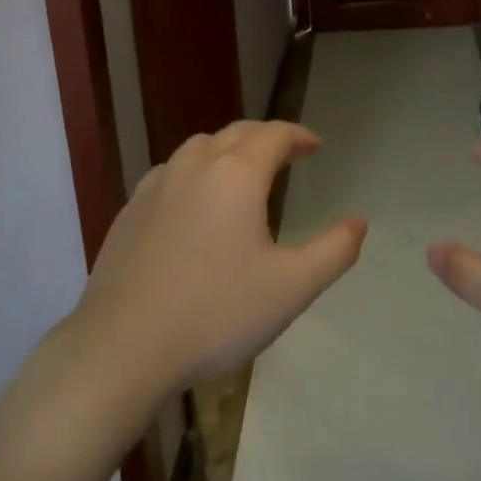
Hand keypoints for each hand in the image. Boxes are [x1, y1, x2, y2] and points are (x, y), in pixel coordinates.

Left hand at [63, 120, 365, 401]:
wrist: (121, 348)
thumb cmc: (215, 314)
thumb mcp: (291, 288)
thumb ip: (334, 251)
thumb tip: (359, 222)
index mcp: (238, 173)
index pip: (275, 135)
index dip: (299, 135)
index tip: (316, 147)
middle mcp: (197, 164)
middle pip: (238, 133)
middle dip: (267, 137)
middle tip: (287, 154)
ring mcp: (158, 184)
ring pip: (200, 147)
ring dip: (229, 149)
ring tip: (242, 172)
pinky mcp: (130, 209)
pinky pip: (172, 172)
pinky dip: (195, 172)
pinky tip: (194, 202)